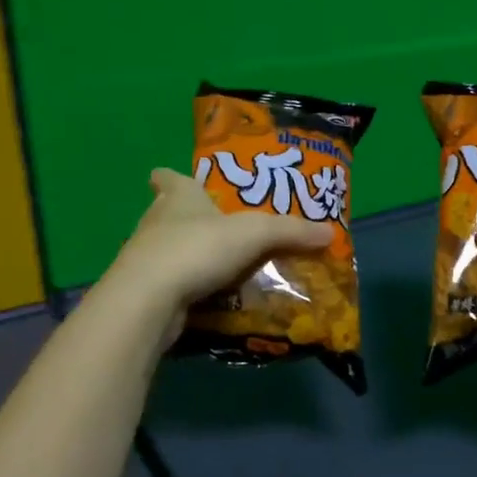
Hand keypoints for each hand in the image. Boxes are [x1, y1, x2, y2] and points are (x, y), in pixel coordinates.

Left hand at [101, 168, 331, 331]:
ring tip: (226, 266)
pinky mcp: (147, 292)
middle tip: (225, 229)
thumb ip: (291, 231)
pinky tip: (213, 298)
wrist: (148, 300)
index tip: (183, 180)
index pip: (168, 177)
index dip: (173, 176)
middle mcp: (157, 222)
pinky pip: (175, 284)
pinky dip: (192, 289)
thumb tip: (330, 232)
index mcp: (178, 196)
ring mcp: (147, 258)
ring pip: (171, 250)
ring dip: (194, 256)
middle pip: (171, 213)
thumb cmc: (197, 249)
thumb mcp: (254, 233)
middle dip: (193, 219)